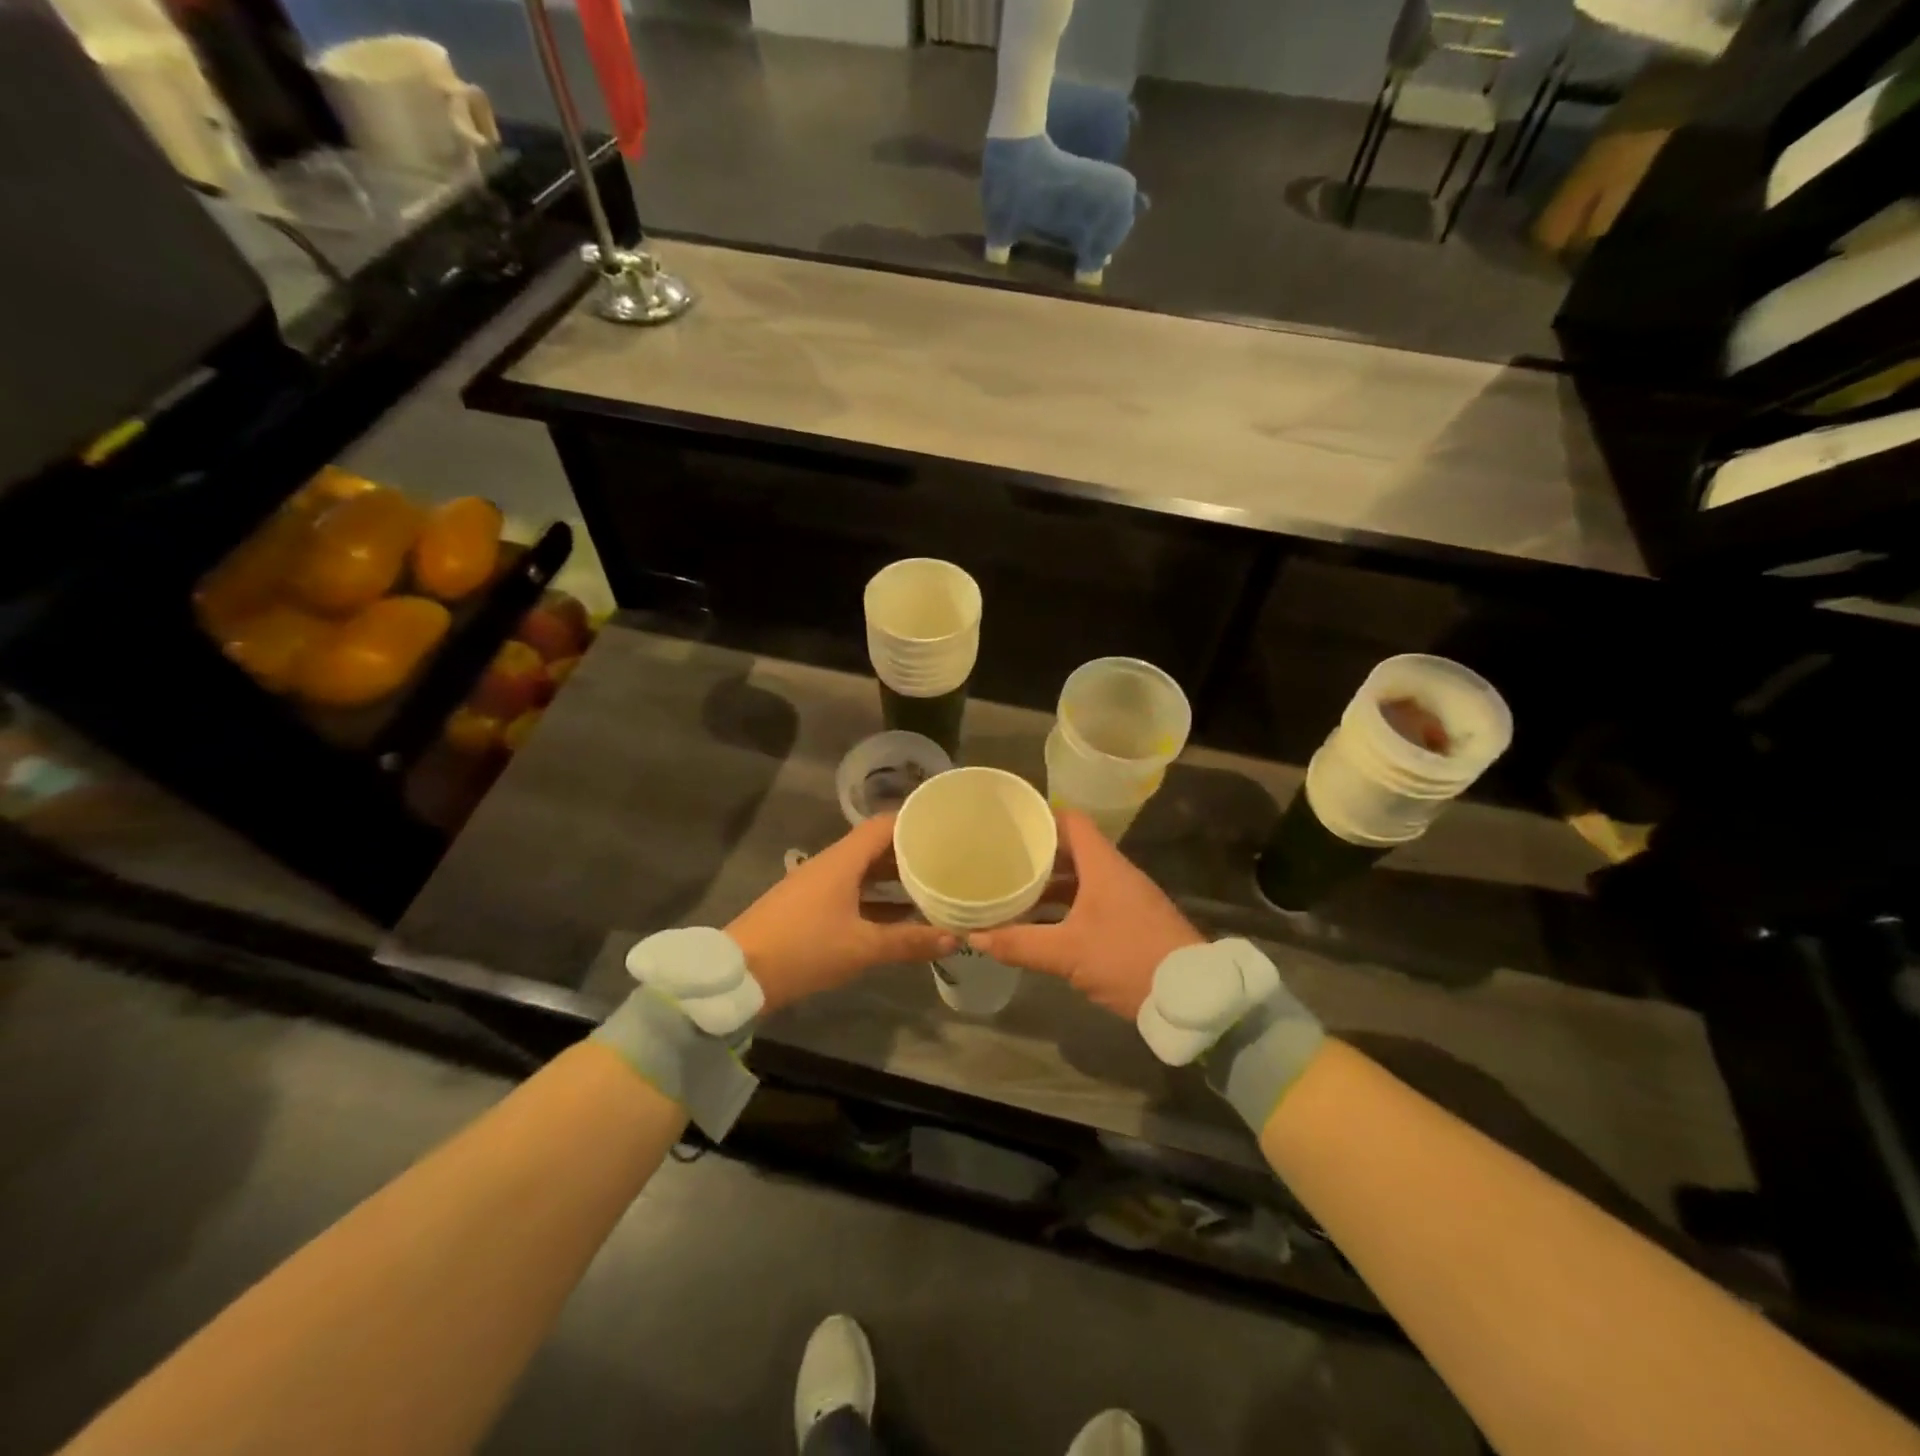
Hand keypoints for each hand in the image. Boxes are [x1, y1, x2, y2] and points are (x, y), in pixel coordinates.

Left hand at [727, 814, 954, 1013]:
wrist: (739, 974)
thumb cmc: (804, 949)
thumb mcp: (862, 947)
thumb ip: (908, 941)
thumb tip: (954, 938)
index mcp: (843, 861)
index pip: (884, 825)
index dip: (914, 821)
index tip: (945, 825)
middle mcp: (831, 864)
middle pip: (875, 847)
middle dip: (910, 852)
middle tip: (947, 858)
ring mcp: (817, 885)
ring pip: (863, 871)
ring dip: (893, 877)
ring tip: (931, 885)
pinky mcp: (809, 907)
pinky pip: (851, 891)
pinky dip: (876, 898)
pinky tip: (899, 916)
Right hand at [967, 810, 1201, 1018]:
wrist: (1191, 996)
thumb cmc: (1127, 958)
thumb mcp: (1068, 953)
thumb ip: (1020, 944)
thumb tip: (975, 937)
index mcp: (1103, 865)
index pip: (1071, 821)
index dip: (1041, 817)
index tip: (1011, 825)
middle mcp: (1116, 873)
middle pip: (1073, 850)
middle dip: (1038, 856)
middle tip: (1002, 861)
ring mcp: (1127, 898)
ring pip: (1081, 879)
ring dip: (1051, 886)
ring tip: (1014, 894)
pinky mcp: (1133, 921)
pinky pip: (1092, 901)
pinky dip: (1067, 907)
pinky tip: (1044, 926)